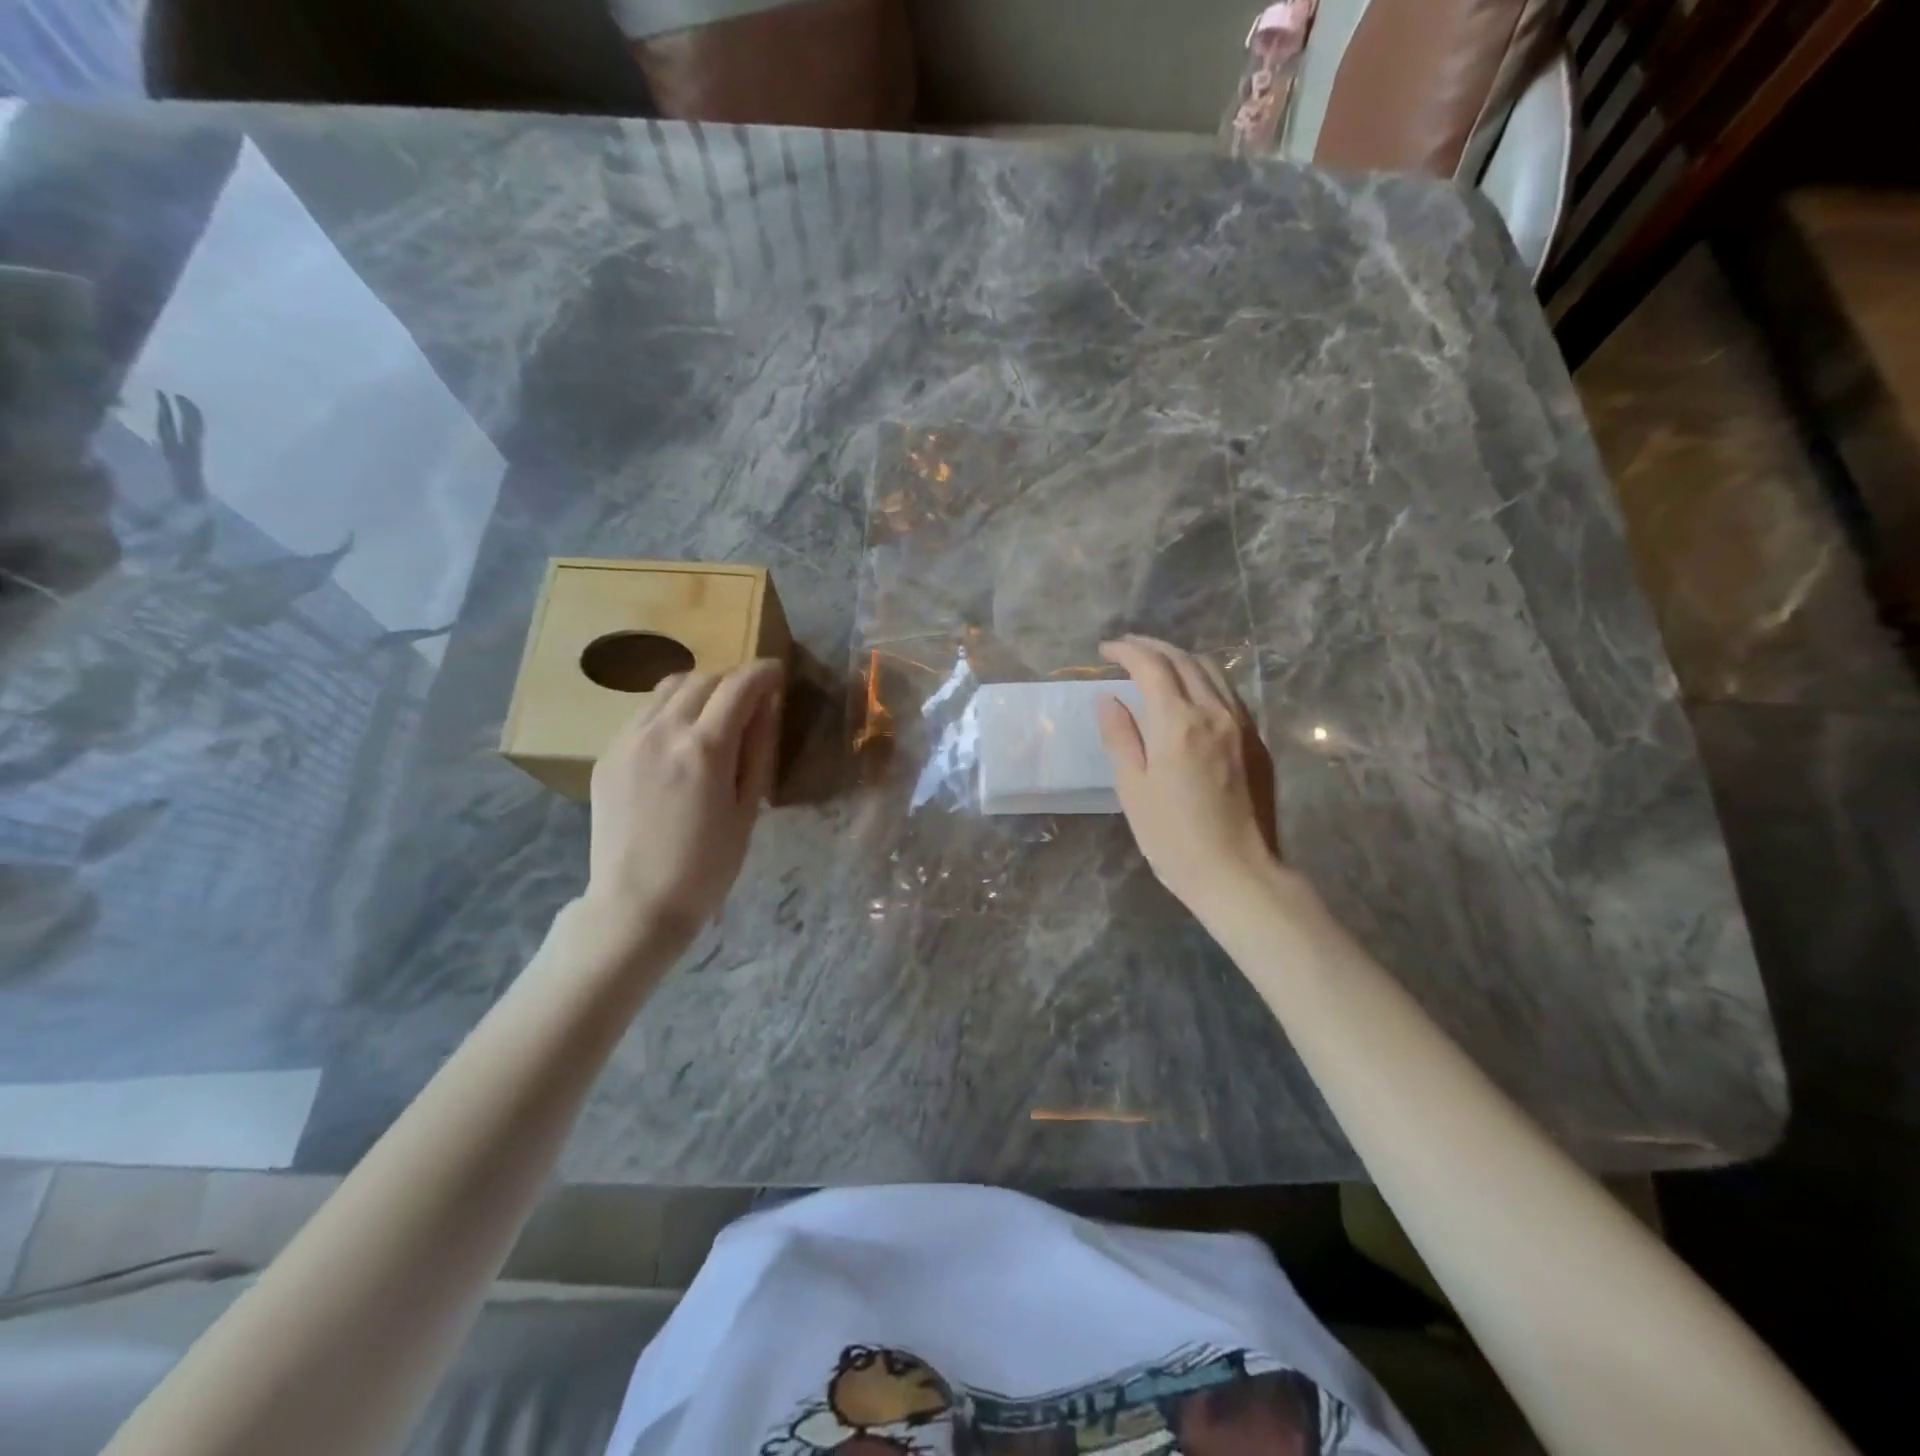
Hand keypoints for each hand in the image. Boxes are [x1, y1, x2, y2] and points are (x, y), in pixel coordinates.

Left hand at [580, 659, 783, 954]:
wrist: (636, 904)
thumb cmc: (706, 866)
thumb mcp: (746, 810)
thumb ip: (756, 751)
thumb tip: (765, 707)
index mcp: (704, 748)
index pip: (739, 685)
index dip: (763, 672)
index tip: (777, 673)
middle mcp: (662, 731)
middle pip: (702, 679)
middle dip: (732, 679)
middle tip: (750, 697)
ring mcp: (628, 740)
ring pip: (668, 688)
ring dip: (699, 689)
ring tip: (714, 712)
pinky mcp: (607, 755)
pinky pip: (643, 713)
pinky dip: (670, 710)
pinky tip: (680, 738)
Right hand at [1097, 636, 1279, 911]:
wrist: (1238, 873)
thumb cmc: (1173, 838)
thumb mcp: (1133, 789)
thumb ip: (1120, 736)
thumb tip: (1108, 698)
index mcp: (1178, 723)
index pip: (1151, 666)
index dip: (1126, 651)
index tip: (1105, 650)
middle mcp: (1214, 713)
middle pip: (1184, 660)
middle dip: (1152, 647)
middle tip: (1127, 648)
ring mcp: (1242, 725)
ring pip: (1212, 672)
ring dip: (1181, 658)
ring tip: (1157, 662)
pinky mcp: (1258, 742)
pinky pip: (1229, 693)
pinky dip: (1204, 678)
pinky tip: (1191, 692)